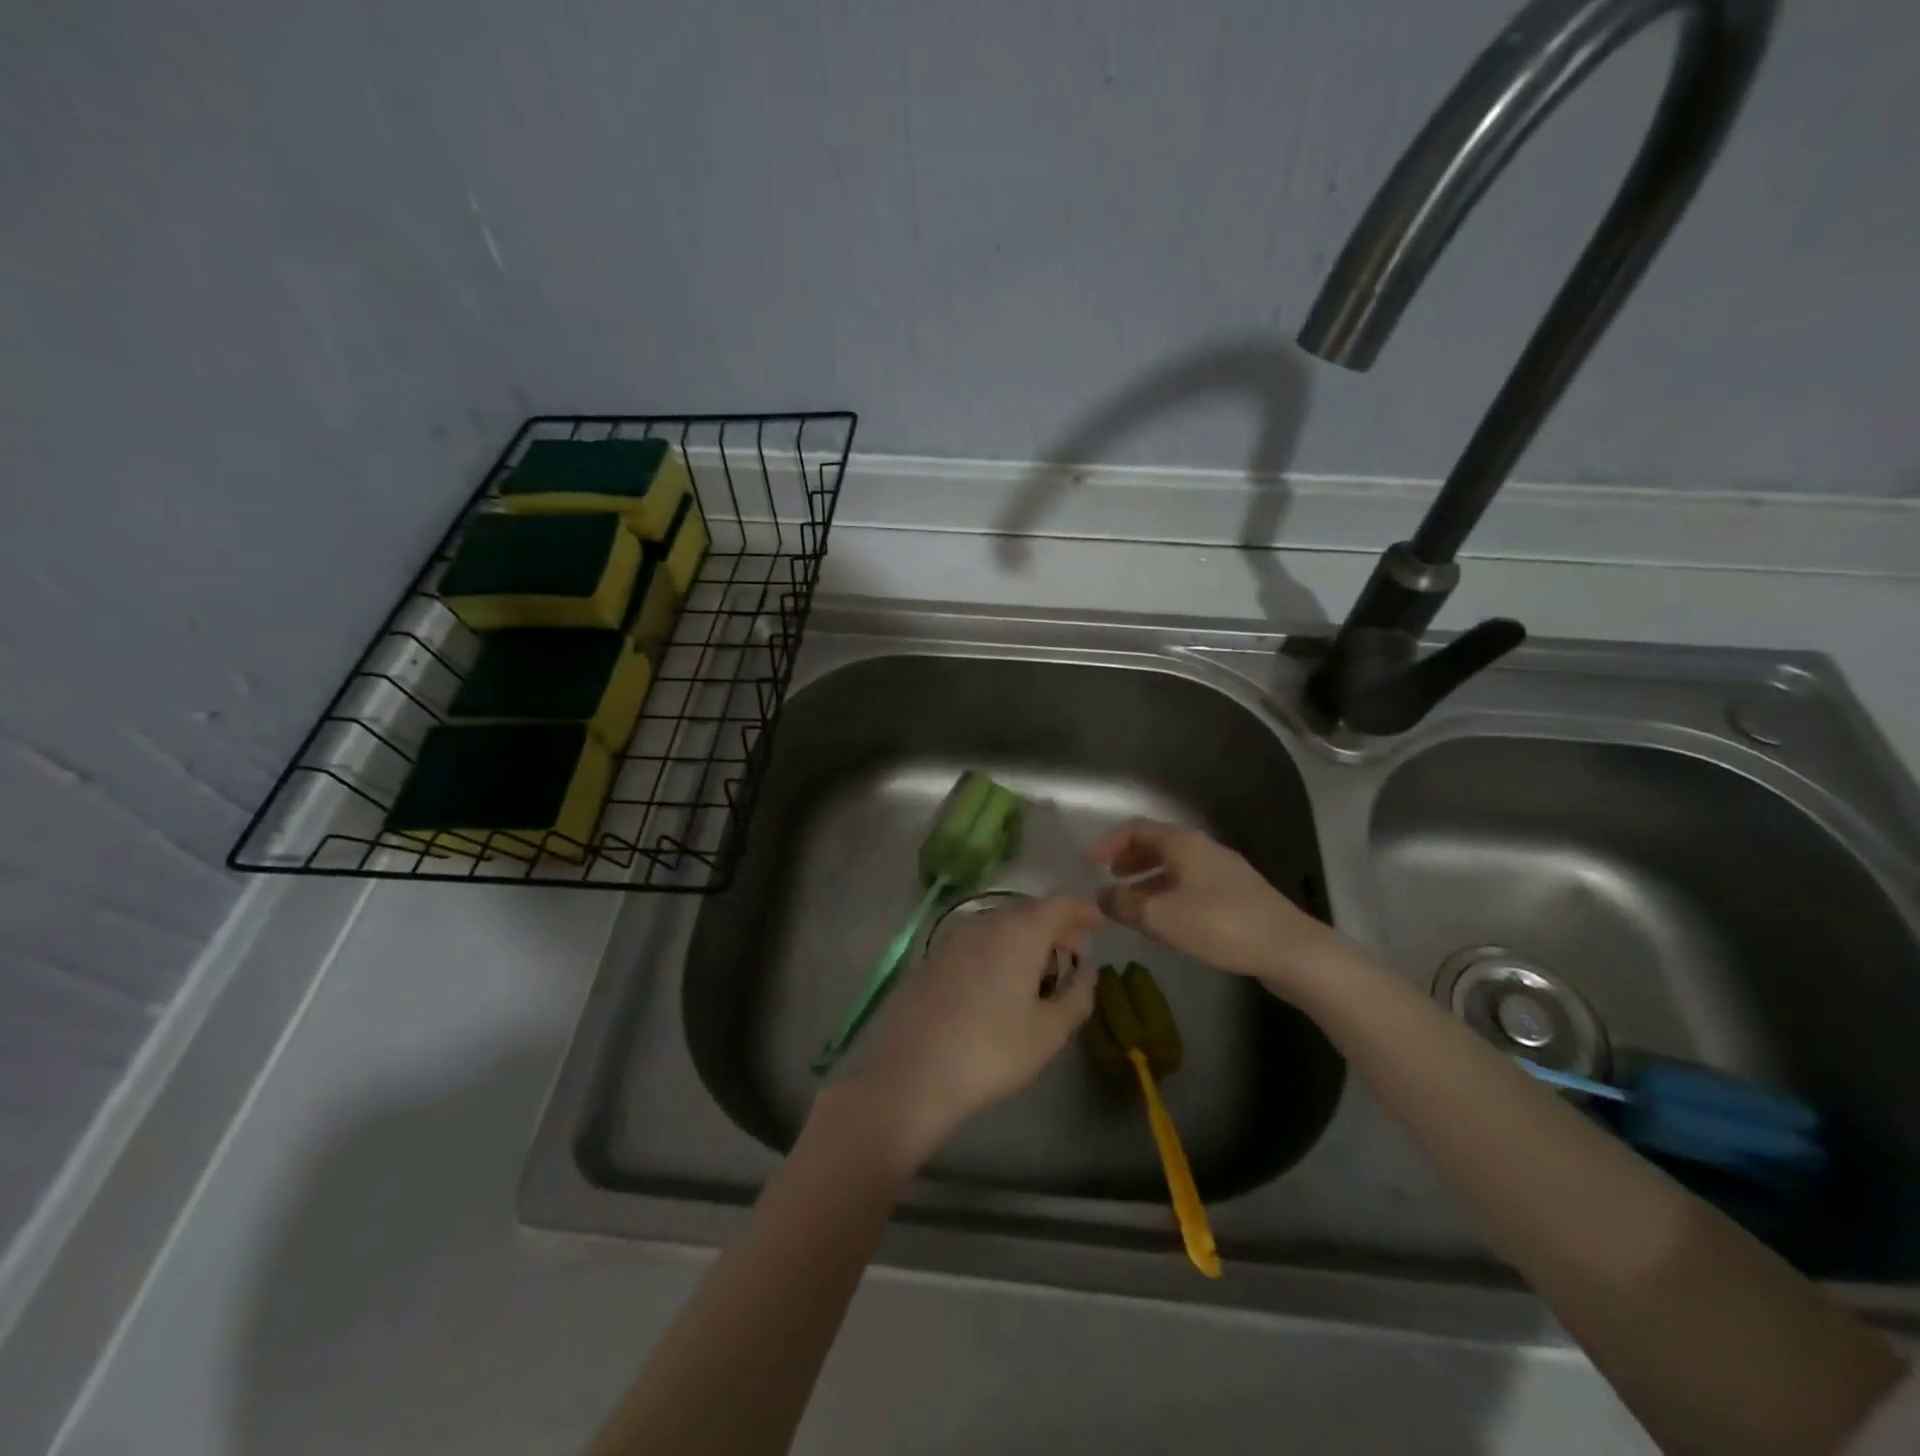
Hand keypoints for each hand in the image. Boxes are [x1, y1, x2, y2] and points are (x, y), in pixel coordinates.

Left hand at [834, 896, 1100, 1170]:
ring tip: (1042, 972)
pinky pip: (980, 939)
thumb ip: (1078, 995)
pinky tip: (1004, 982)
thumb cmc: (992, 1050)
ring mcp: (956, 936)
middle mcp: (987, 921)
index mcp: (1020, 931)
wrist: (913, 1070)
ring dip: (1028, 938)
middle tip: (1076, 954)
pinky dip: (1001, 948)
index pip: (1060, 903)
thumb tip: (1087, 971)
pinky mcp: (936, 956)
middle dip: (1057, 926)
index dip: (1084, 911)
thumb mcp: (1049, 1031)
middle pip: (1030, 910)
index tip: (1102, 923)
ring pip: (1003, 923)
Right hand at [1088, 820, 1348, 994]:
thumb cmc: (1219, 924)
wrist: (1290, 950)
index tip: (1088, 862)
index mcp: (1184, 844)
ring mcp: (1223, 872)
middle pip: (1158, 846)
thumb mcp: (1161, 916)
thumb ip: (1124, 904)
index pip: (1137, 830)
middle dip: (1129, 861)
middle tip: (1108, 879)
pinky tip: (1165, 923)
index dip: (1109, 843)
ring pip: (1176, 868)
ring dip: (1149, 881)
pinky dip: (1169, 895)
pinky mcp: (1237, 896)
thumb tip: (1101, 896)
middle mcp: (1203, 849)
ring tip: (1131, 904)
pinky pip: (1192, 886)